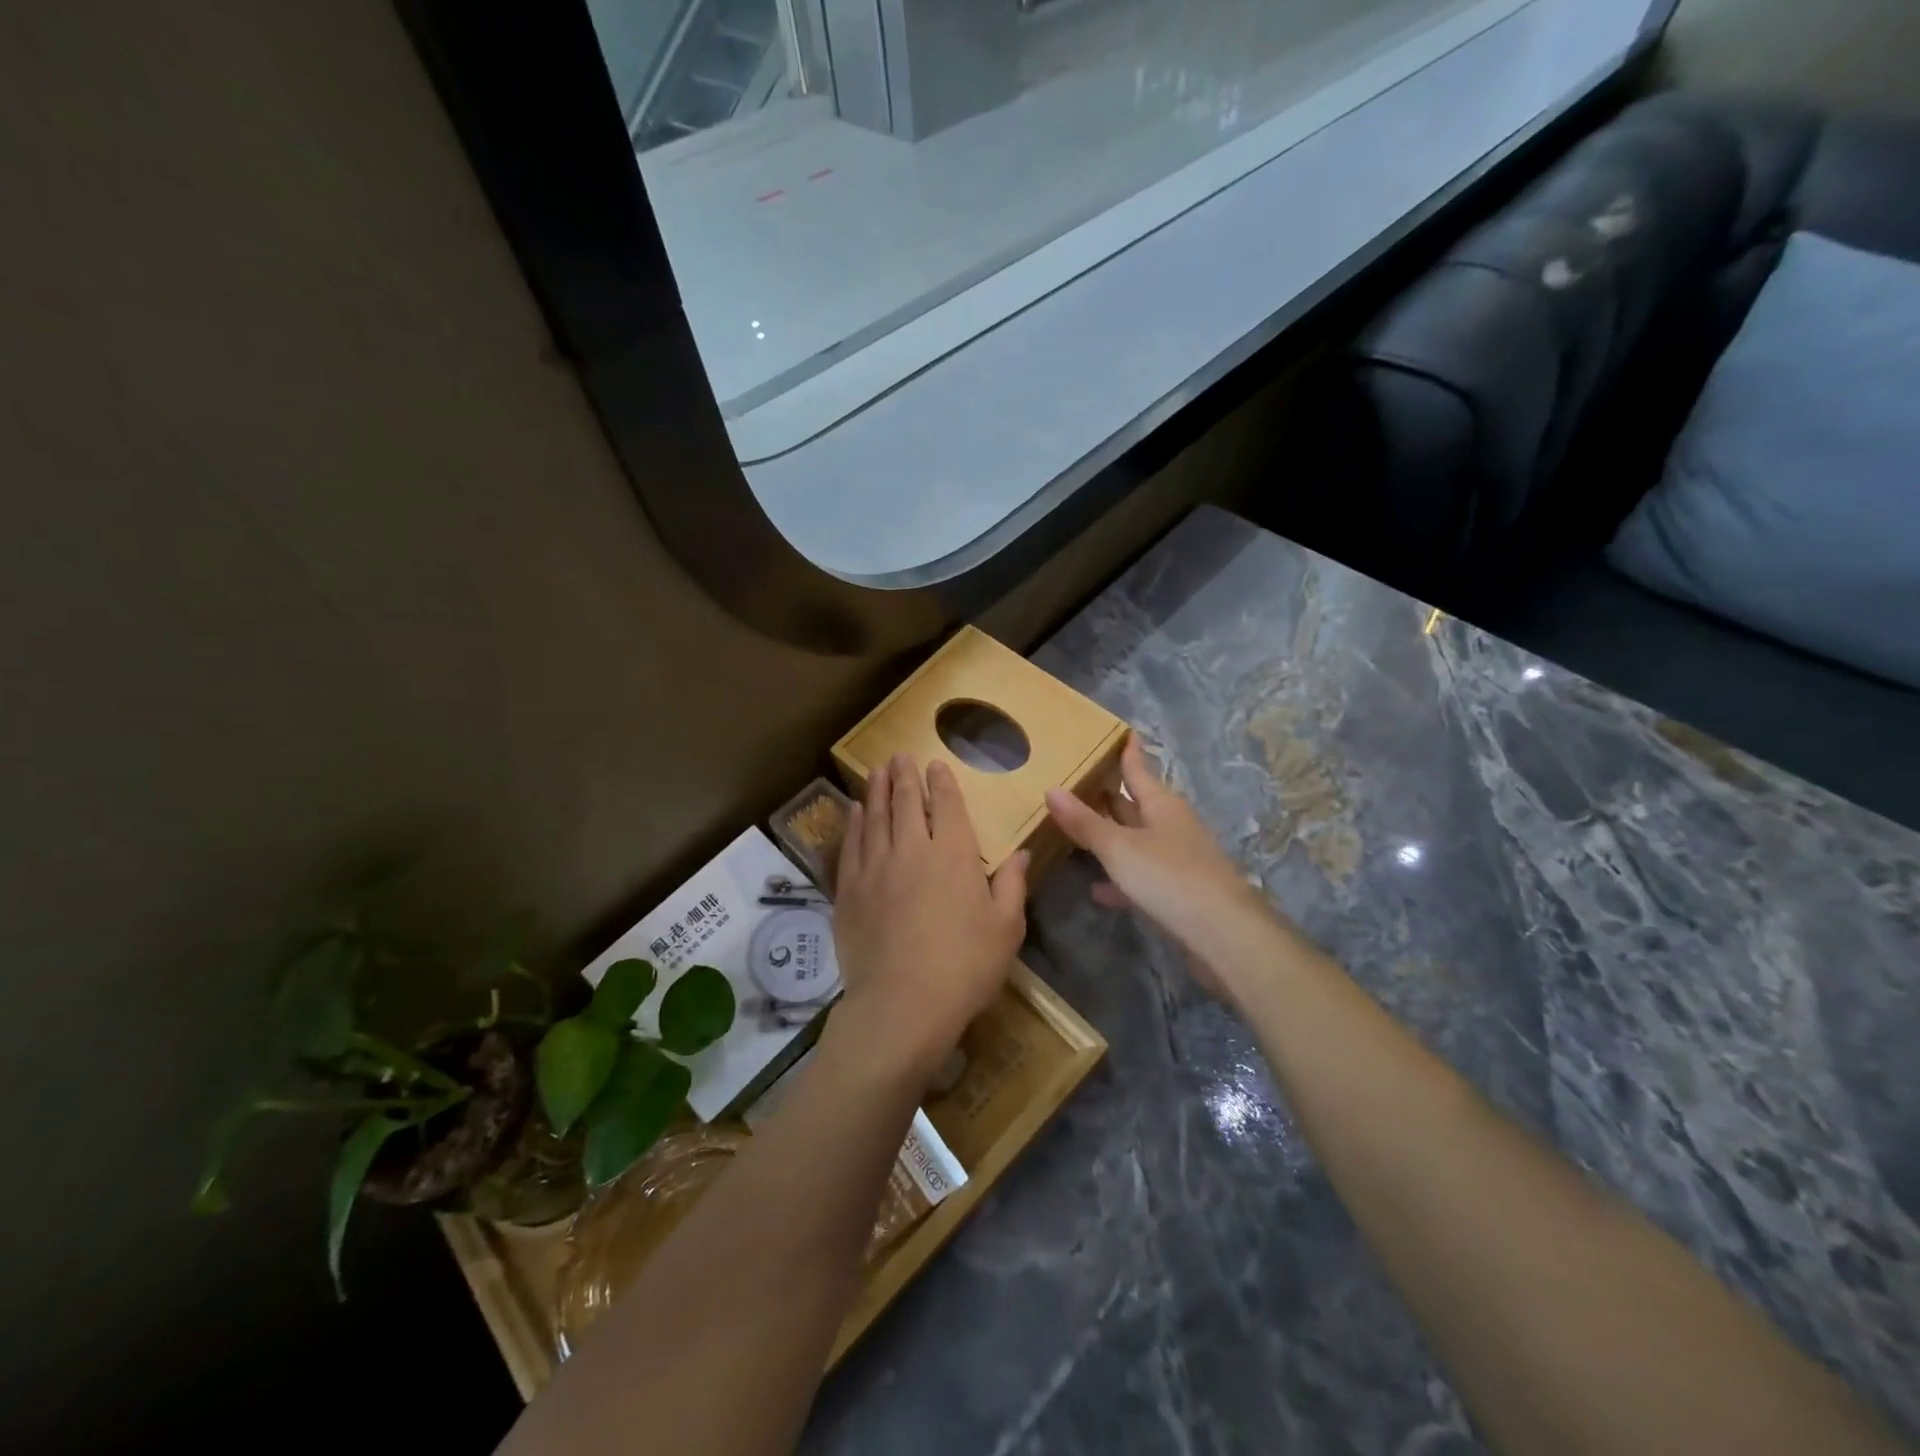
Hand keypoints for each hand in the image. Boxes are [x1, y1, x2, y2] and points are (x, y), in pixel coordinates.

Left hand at [831, 755, 1027, 1084]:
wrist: (903, 1005)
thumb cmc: (965, 967)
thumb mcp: (1005, 929)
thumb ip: (1012, 886)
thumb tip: (1020, 853)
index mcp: (953, 855)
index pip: (946, 806)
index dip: (941, 782)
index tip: (935, 764)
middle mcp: (911, 850)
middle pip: (905, 803)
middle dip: (904, 776)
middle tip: (899, 756)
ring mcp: (875, 868)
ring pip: (874, 817)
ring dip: (876, 790)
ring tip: (876, 771)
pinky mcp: (850, 890)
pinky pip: (851, 845)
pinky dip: (854, 823)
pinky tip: (855, 812)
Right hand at [1046, 738, 1272, 994]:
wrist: (1223, 935)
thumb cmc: (1169, 877)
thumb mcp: (1119, 848)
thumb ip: (1084, 822)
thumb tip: (1052, 789)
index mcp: (1162, 805)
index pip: (1139, 770)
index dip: (1128, 752)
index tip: (1122, 732)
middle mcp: (1171, 826)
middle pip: (1135, 804)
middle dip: (1110, 795)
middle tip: (1079, 781)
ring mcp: (1177, 860)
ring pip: (1136, 841)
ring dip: (1110, 837)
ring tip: (1077, 831)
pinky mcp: (1177, 893)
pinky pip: (1140, 877)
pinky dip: (1118, 879)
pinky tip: (1096, 889)